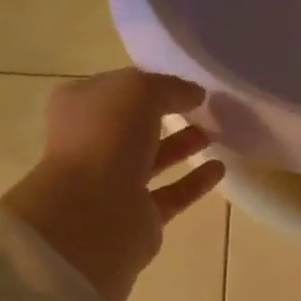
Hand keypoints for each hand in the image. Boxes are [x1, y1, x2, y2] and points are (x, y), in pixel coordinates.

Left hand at [0, 69, 223, 300]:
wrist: (93, 213)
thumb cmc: (106, 139)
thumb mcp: (138, 91)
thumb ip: (168, 87)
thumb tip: (194, 94)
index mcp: (80, 107)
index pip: (119, 89)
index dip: (151, 85)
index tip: (187, 85)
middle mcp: (93, 144)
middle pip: (135, 125)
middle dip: (167, 115)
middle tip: (203, 109)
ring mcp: (114, 183)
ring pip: (153, 159)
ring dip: (182, 146)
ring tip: (214, 135)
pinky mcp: (139, 215)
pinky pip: (172, 193)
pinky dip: (194, 182)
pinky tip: (219, 169)